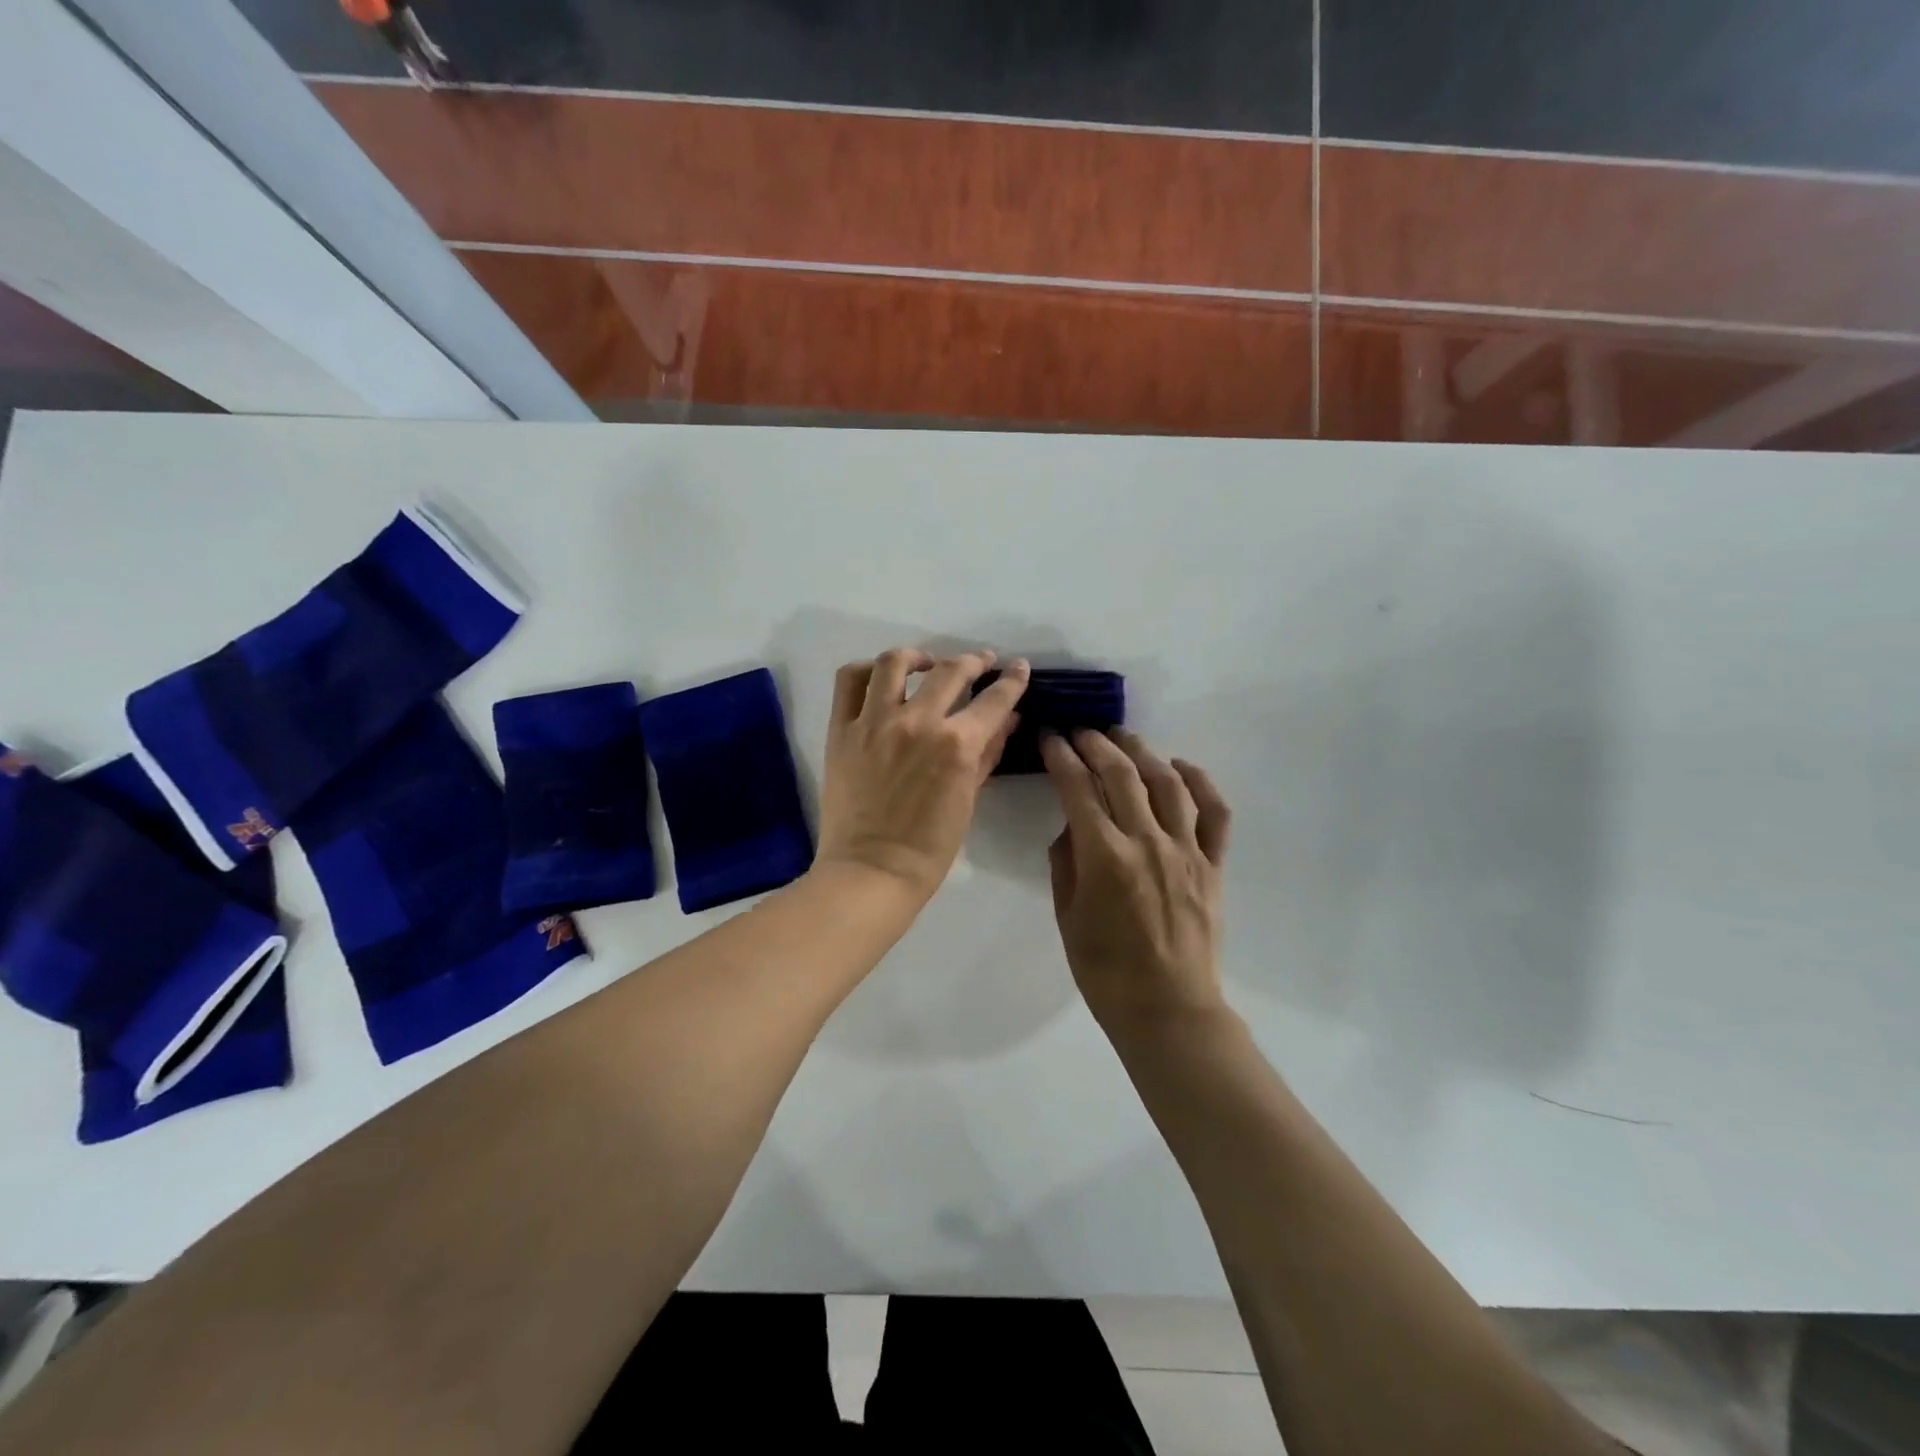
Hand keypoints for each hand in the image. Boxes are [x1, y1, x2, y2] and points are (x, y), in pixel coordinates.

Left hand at [815, 648, 1029, 899]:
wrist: (871, 871)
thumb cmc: (929, 848)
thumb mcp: (969, 800)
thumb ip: (988, 753)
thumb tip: (1008, 720)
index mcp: (957, 744)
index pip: (994, 700)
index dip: (1012, 680)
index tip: (1018, 668)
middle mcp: (918, 722)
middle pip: (951, 671)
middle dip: (974, 661)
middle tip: (980, 662)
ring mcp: (875, 722)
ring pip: (896, 662)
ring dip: (919, 657)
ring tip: (926, 664)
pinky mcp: (842, 729)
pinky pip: (849, 681)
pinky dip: (868, 671)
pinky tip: (880, 678)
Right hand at [1041, 729, 1231, 1034]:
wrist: (1168, 1010)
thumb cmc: (1105, 970)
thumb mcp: (1066, 917)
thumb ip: (1066, 863)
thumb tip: (1072, 826)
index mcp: (1104, 856)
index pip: (1078, 788)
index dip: (1061, 756)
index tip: (1050, 737)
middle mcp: (1147, 842)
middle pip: (1122, 775)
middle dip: (1097, 744)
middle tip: (1081, 732)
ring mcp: (1186, 851)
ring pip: (1167, 783)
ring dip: (1143, 752)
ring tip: (1124, 738)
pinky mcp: (1213, 865)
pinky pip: (1215, 813)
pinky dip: (1201, 782)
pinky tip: (1181, 766)